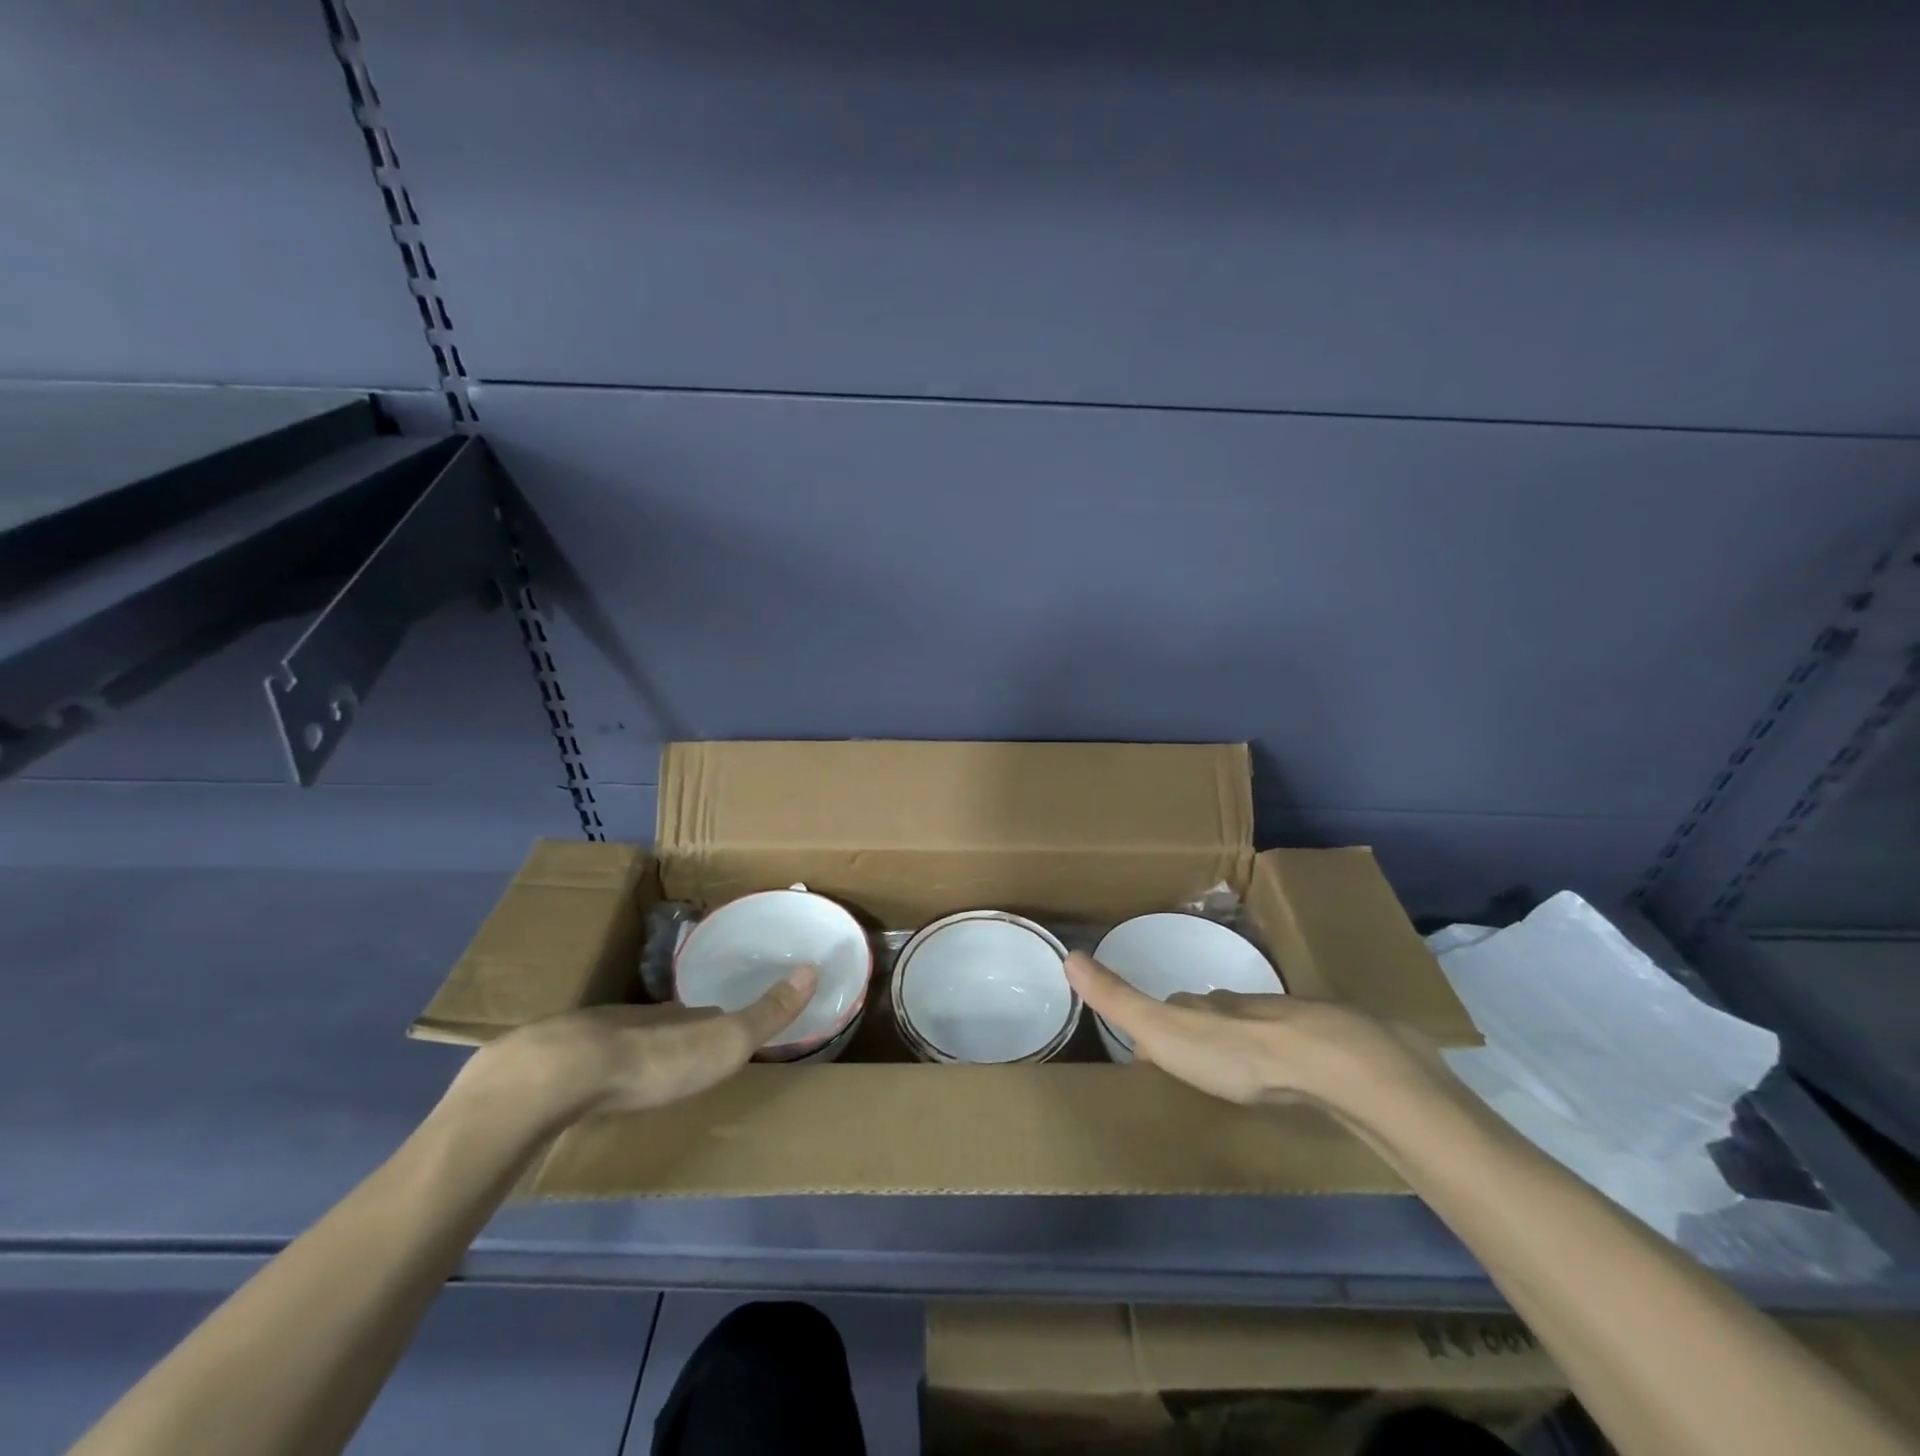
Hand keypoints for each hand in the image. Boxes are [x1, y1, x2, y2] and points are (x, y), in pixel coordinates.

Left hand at [457, 966, 818, 1131]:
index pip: (709, 1012)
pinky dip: (601, 1066)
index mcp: (682, 1014)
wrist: (560, 1074)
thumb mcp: (727, 1041)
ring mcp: (597, 1035)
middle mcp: (644, 1017)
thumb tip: (814, 967)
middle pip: (668, 1022)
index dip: (722, 1018)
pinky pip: (589, 1058)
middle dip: (681, 1031)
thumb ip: (768, 1012)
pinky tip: (598, 1084)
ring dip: (640, 1048)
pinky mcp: (559, 1060)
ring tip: (648, 1069)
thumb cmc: (656, 1061)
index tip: (730, 1025)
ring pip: (628, 1038)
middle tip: (691, 1049)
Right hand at [1065, 951, 1445, 1114]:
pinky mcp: (1320, 1044)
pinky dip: (1277, 1053)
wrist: (1325, 1062)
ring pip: (1249, 1025)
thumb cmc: (1232, 1052)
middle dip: (1195, 1027)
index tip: (1142, 1046)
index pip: (1169, 1005)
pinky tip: (1283, 1072)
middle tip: (1185, 1055)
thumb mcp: (1161, 1029)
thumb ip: (1117, 997)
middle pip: (1209, 1011)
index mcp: (1199, 1005)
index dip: (1152, 1020)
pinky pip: (1289, 1044)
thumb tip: (1069, 954)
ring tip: (1230, 1065)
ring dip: (1235, 1039)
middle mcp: (1236, 1005)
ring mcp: (1281, 1021)